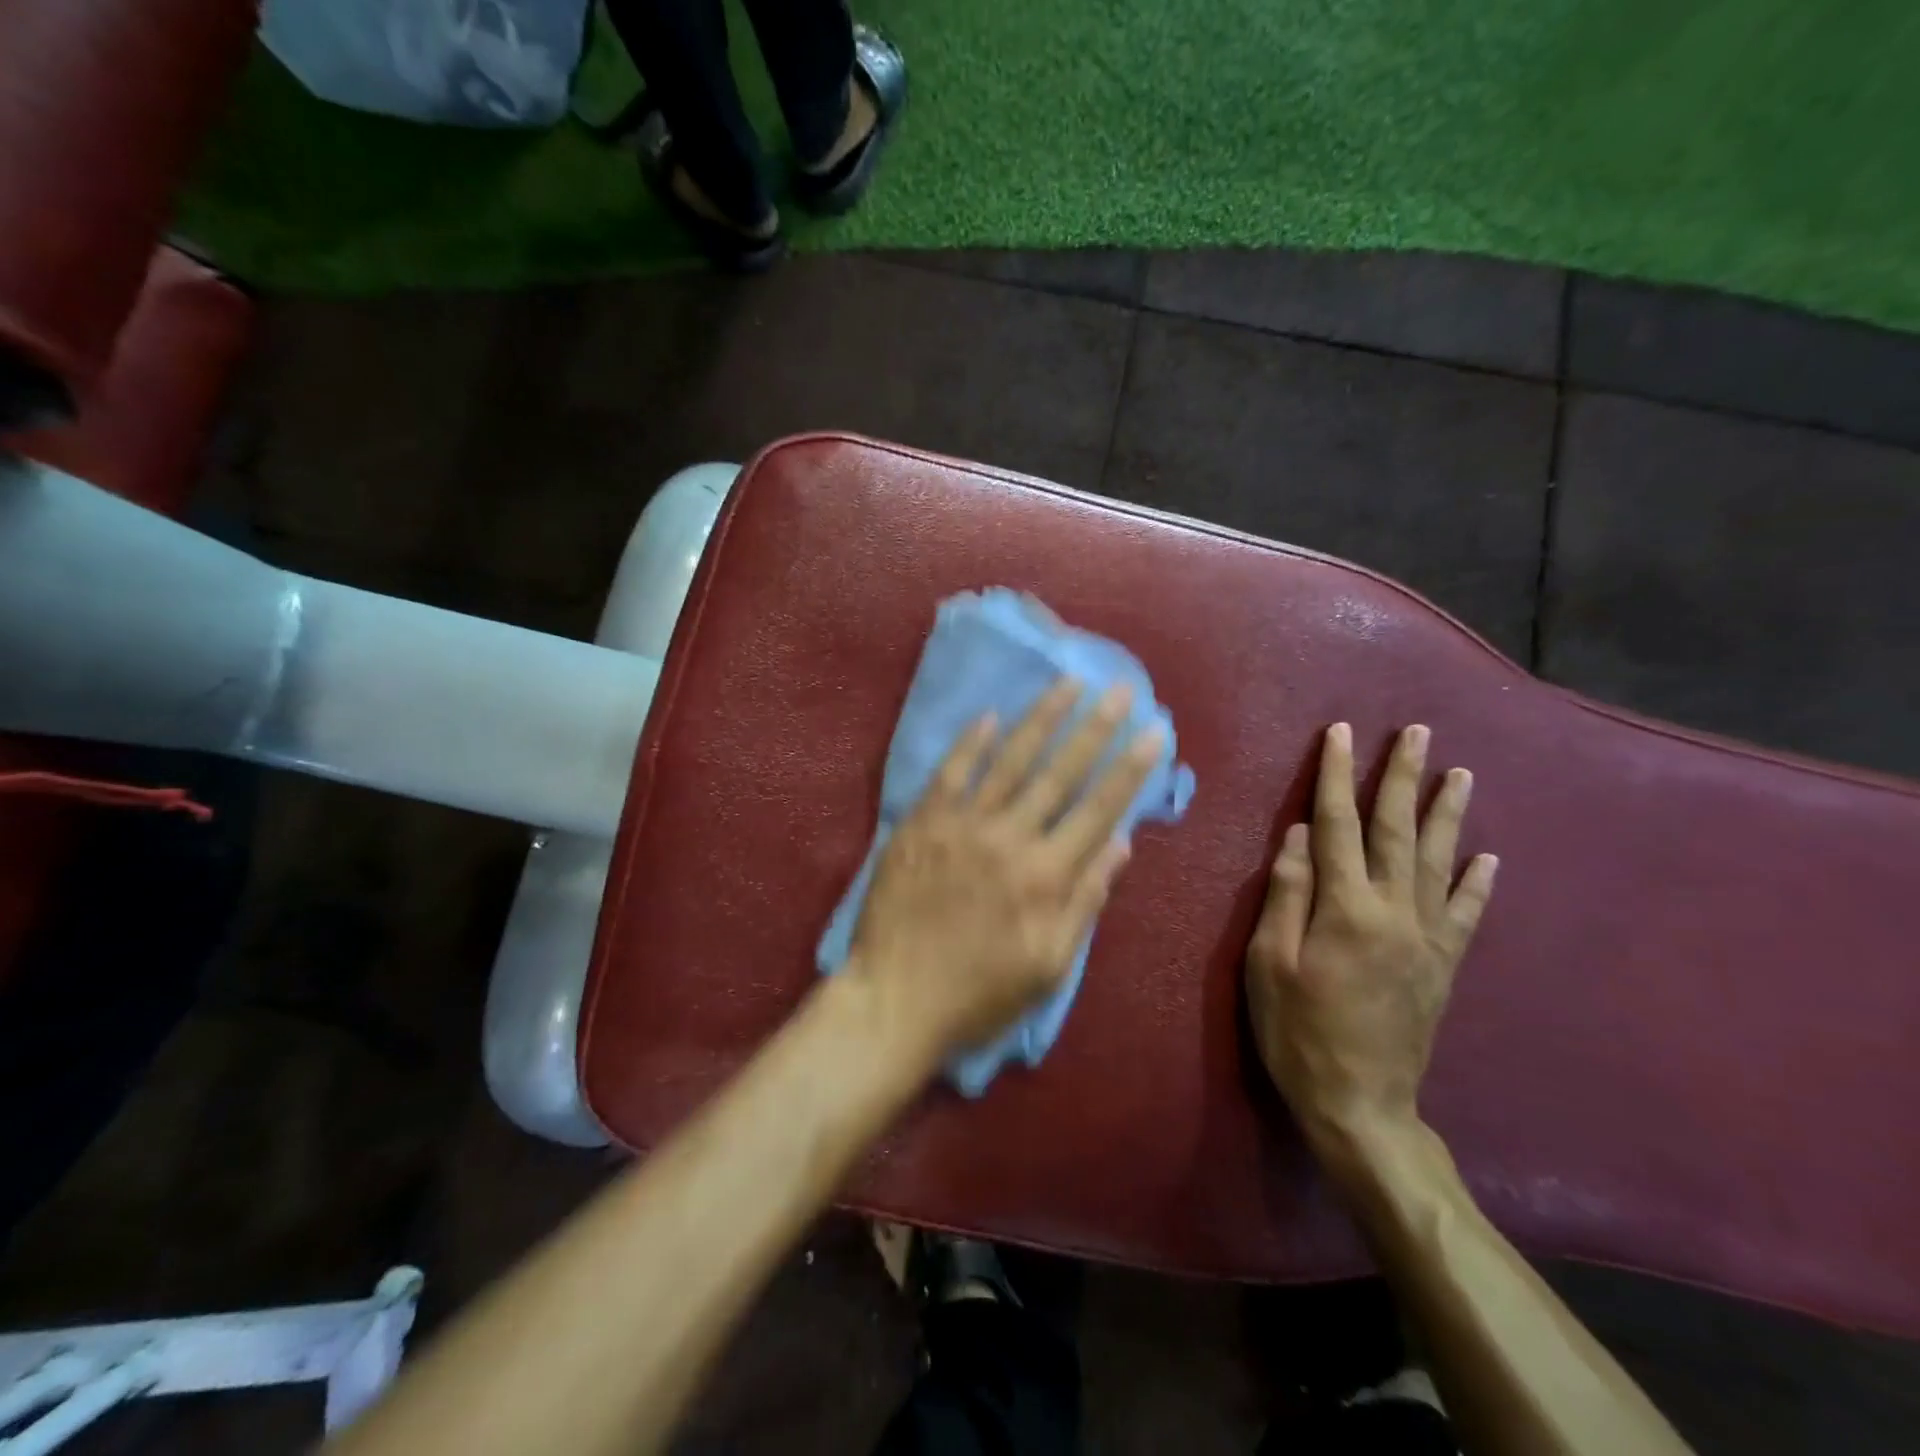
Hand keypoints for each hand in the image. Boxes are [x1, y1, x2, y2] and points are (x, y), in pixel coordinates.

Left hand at [848, 679, 1162, 1059]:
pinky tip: (989, 715)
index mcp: (1047, 876)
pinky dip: (969, 743)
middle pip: (1060, 773)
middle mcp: (1010, 839)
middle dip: (1096, 728)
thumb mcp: (1049, 965)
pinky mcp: (922, 824)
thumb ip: (1086, 900)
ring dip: (1042, 719)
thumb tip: (1122, 843)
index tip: (1155, 730)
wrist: (895, 999)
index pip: (1100, 809)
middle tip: (1121, 688)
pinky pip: (950, 774)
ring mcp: (963, 826)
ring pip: (1009, 761)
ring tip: (1068, 683)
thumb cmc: (980, 993)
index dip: (1131, 768)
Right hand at [1246, 722, 1496, 1162]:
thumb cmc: (1297, 1031)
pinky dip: (1479, 883)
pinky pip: (1466, 914)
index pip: (1337, 825)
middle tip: (1417, 733)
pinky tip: (1490, 857)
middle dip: (1403, 777)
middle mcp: (1395, 911)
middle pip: (1399, 831)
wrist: (1359, 1104)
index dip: (1334, 776)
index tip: (1339, 734)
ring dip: (1448, 814)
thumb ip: (1286, 894)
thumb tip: (1298, 835)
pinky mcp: (1443, 965)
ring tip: (1460, 773)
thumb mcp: (1267, 962)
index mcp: (1345, 908)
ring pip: (1440, 862)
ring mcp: (1427, 938)